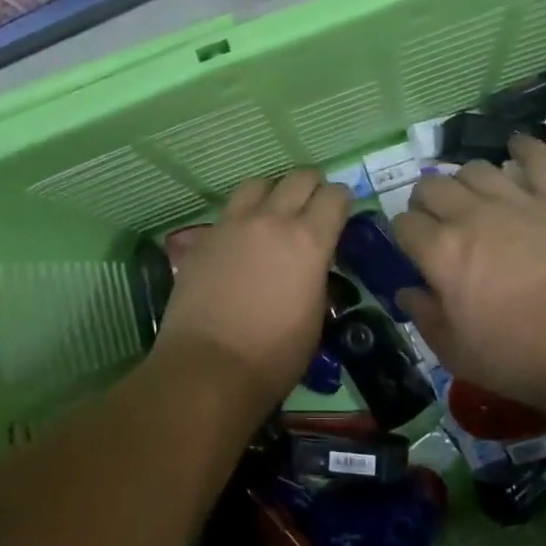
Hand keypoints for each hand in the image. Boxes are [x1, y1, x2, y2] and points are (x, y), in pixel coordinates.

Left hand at [156, 168, 351, 409]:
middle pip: (299, 178)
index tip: (340, 210)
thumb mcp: (315, 315)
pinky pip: (228, 212)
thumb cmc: (274, 355)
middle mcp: (272, 220)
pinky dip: (240, 218)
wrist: (209, 367)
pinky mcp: (204, 237)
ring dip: (272, 192)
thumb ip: (315, 274)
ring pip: (258, 184)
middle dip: (312, 185)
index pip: (335, 196)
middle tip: (312, 202)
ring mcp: (233, 224)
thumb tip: (311, 262)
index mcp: (309, 241)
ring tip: (272, 211)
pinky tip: (239, 241)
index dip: (341, 200)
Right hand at [394, 134, 545, 411]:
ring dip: (467, 181)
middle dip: (426, 200)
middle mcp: (471, 216)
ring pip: (475, 168)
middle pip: (432, 186)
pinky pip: (537, 159)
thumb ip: (424, 316)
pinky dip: (525, 149)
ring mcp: (516, 201)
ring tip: (475, 197)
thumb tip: (405, 291)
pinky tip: (517, 148)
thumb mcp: (455, 352)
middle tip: (439, 221)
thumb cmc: (518, 356)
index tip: (412, 247)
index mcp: (441, 252)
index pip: (403, 223)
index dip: (403, 233)